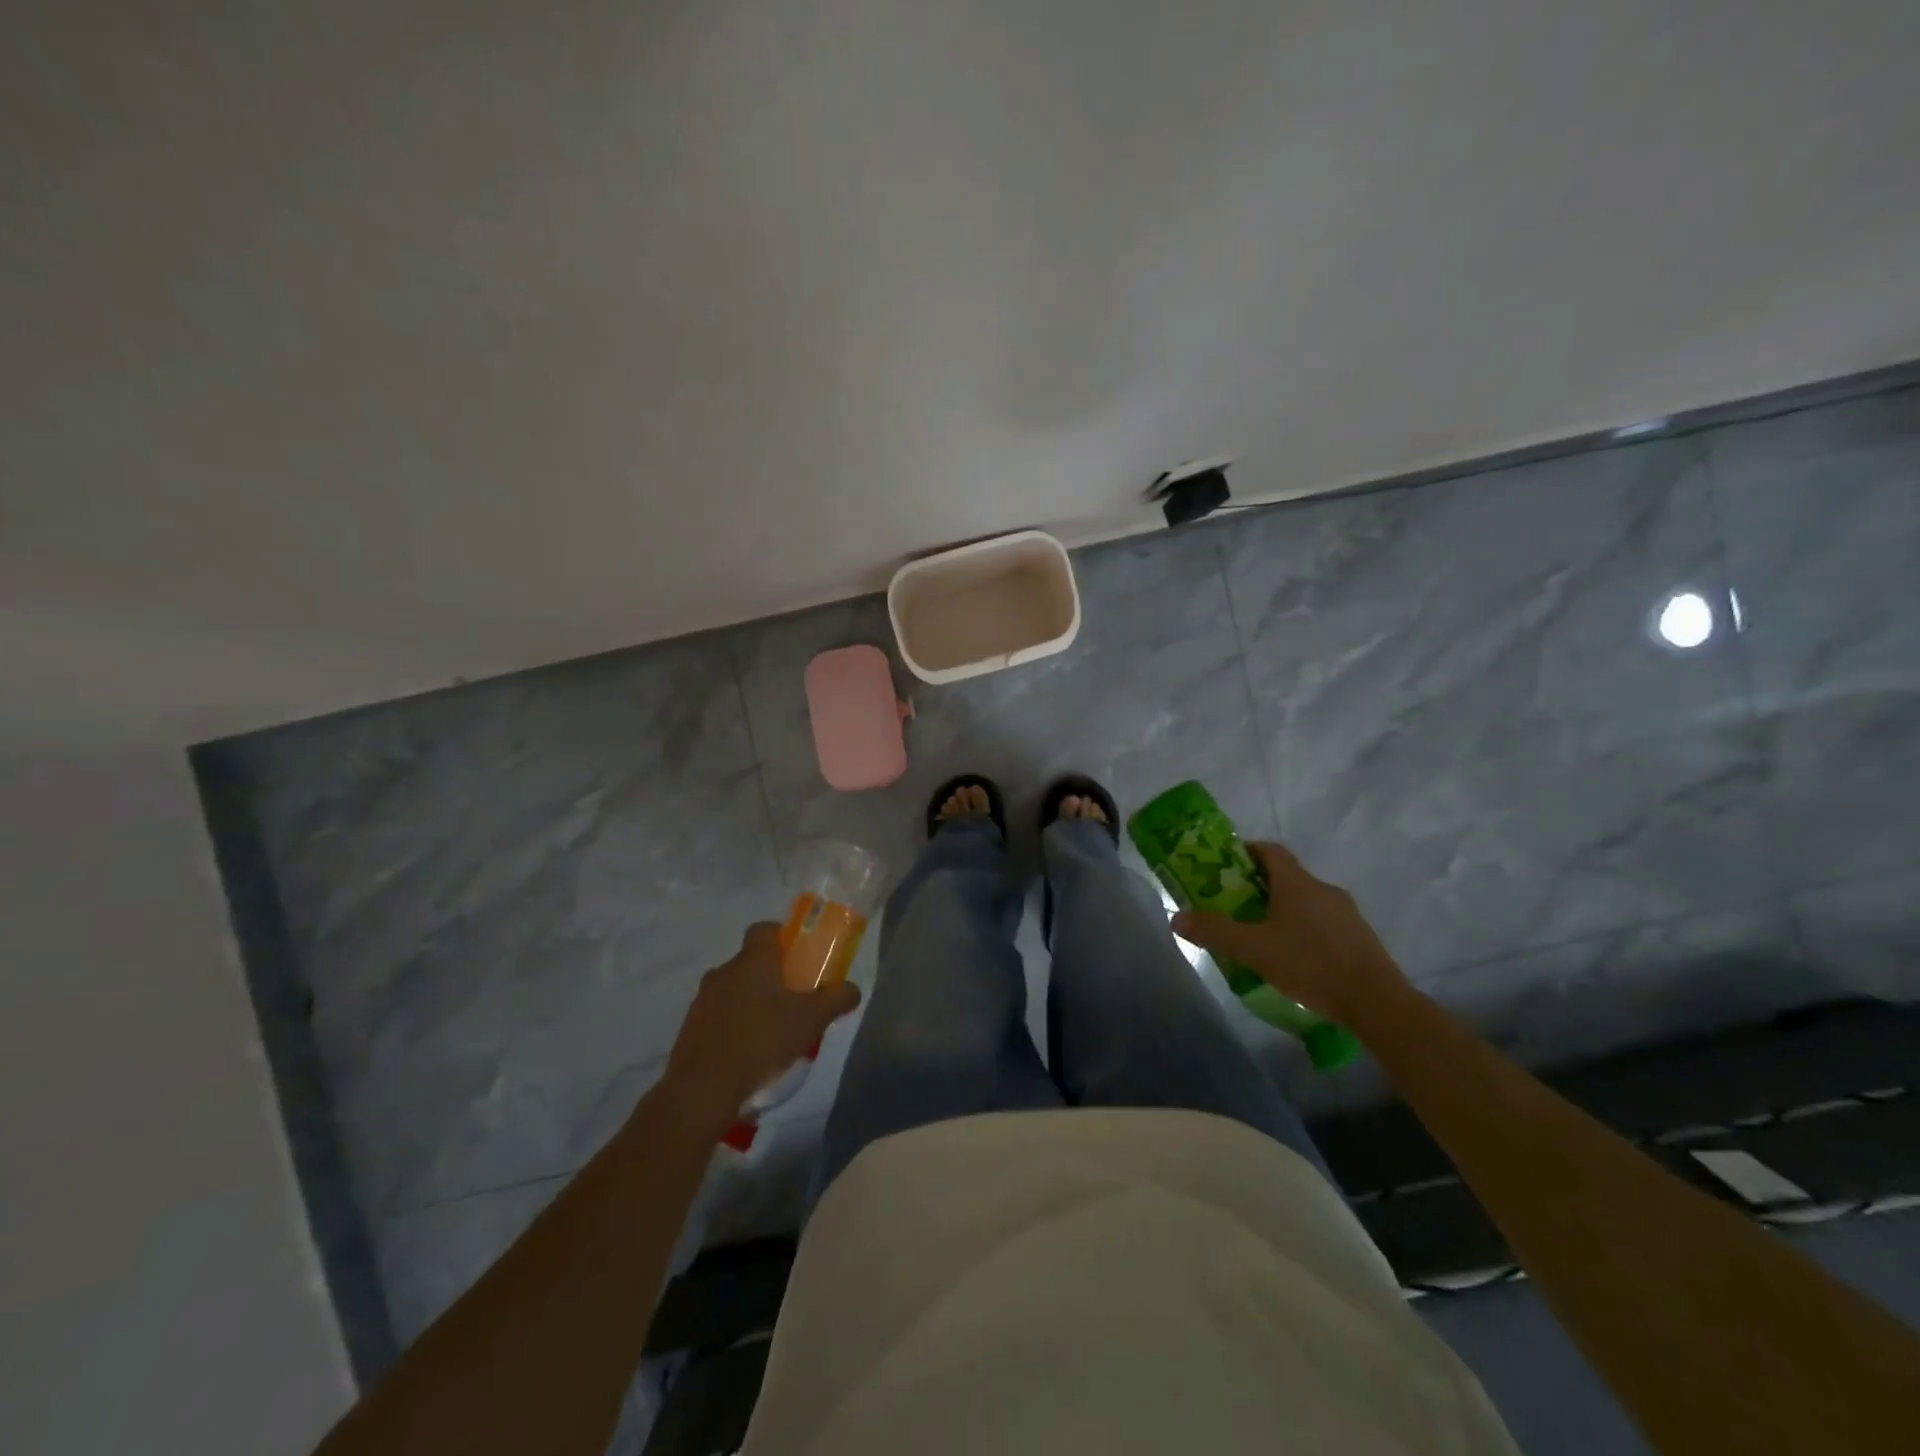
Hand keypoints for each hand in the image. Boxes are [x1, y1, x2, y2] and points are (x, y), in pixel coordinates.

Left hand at [664, 923, 862, 1129]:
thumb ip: (837, 999)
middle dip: (771, 975)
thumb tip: (853, 989)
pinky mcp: (690, 1028)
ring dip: (750, 1001)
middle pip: (750, 962)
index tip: (798, 955)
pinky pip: (718, 1016)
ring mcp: (702, 1000)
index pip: (764, 929)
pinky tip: (747, 1051)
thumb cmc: (762, 1040)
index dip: (782, 936)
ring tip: (771, 1030)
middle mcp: (724, 971)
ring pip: (733, 989)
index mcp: (752, 960)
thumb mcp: (812, 1019)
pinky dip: (732, 1025)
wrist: (703, 1087)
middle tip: (792, 998)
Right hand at [1171, 841, 1408, 1026]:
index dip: (1247, 851)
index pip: (1270, 850)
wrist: (1376, 1001)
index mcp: (1296, 882)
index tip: (1228, 865)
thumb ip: (1214, 931)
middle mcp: (1323, 888)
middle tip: (1237, 906)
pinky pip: (1325, 923)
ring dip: (1285, 910)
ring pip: (1307, 901)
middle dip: (1261, 886)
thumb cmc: (1309, 963)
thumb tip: (1177, 917)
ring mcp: (1346, 913)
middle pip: (1287, 876)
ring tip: (1264, 936)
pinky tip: (1296, 958)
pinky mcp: (1360, 937)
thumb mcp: (1253, 949)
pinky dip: (1306, 930)